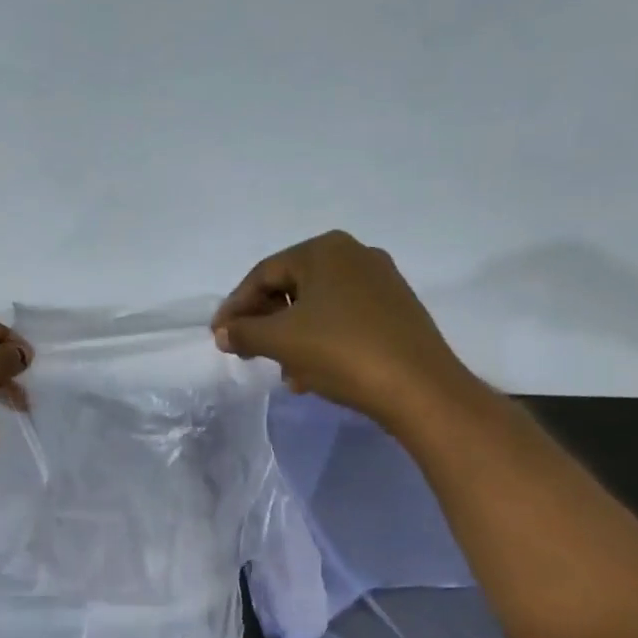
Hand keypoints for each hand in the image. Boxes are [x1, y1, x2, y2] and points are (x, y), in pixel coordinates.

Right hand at [211, 231, 469, 423]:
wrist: (418, 387)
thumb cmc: (341, 352)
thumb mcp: (281, 341)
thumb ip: (244, 332)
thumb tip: (222, 332)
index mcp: (324, 250)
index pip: (264, 274)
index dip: (235, 306)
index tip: (218, 336)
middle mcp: (354, 255)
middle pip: (291, 288)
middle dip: (265, 324)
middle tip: (246, 352)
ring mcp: (380, 282)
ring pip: (317, 308)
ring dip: (291, 339)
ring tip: (283, 373)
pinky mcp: (396, 310)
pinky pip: (343, 320)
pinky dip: (320, 342)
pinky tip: (312, 374)